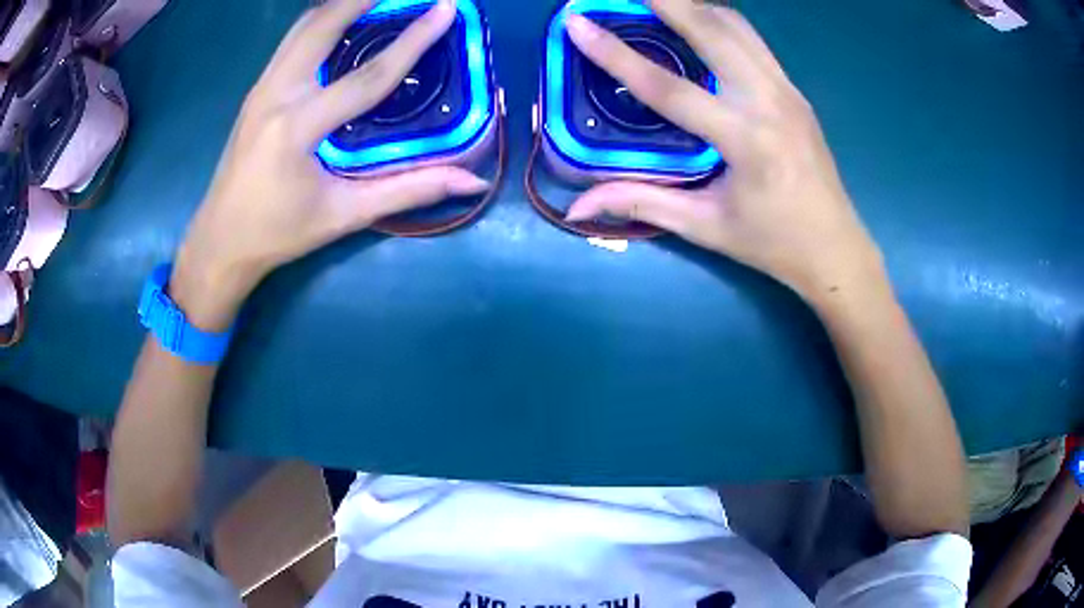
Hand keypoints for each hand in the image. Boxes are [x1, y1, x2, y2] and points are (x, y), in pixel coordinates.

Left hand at [172, 0, 488, 328]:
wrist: (219, 243)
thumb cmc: (278, 232)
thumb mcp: (344, 214)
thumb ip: (408, 190)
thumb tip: (469, 181)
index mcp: (297, 128)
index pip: (366, 76)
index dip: (412, 41)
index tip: (445, 9)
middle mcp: (274, 95)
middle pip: (322, 25)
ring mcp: (260, 89)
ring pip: (303, 26)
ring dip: (341, 4)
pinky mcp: (256, 91)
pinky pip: (292, 41)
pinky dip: (321, 20)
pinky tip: (343, 20)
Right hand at [564, 3, 884, 304]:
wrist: (836, 248)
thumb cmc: (772, 244)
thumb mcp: (705, 227)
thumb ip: (642, 203)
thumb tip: (578, 207)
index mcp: (745, 141)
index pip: (668, 88)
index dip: (617, 54)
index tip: (579, 23)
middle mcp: (770, 102)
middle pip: (711, 30)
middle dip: (666, 0)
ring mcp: (787, 91)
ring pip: (736, 26)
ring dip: (693, 5)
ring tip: (657, 0)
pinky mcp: (794, 91)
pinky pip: (752, 41)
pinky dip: (718, 21)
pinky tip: (696, 21)